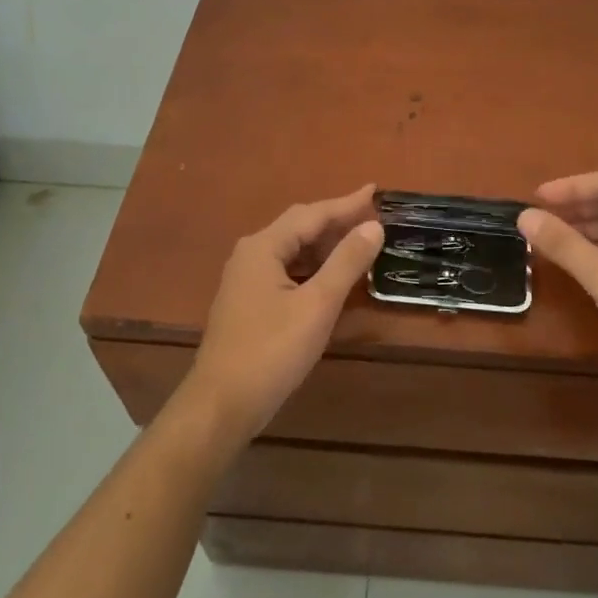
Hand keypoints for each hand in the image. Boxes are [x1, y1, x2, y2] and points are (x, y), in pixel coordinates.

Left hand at [182, 185, 382, 443]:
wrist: (220, 406)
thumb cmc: (271, 351)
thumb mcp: (317, 305)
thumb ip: (347, 262)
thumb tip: (374, 226)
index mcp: (264, 246)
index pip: (313, 214)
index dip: (347, 203)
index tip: (377, 191)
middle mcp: (251, 254)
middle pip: (300, 227)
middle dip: (337, 221)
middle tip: (373, 218)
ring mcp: (246, 279)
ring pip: (293, 251)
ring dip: (326, 247)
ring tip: (360, 245)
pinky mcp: (248, 302)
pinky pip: (287, 271)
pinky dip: (313, 268)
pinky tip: (332, 279)